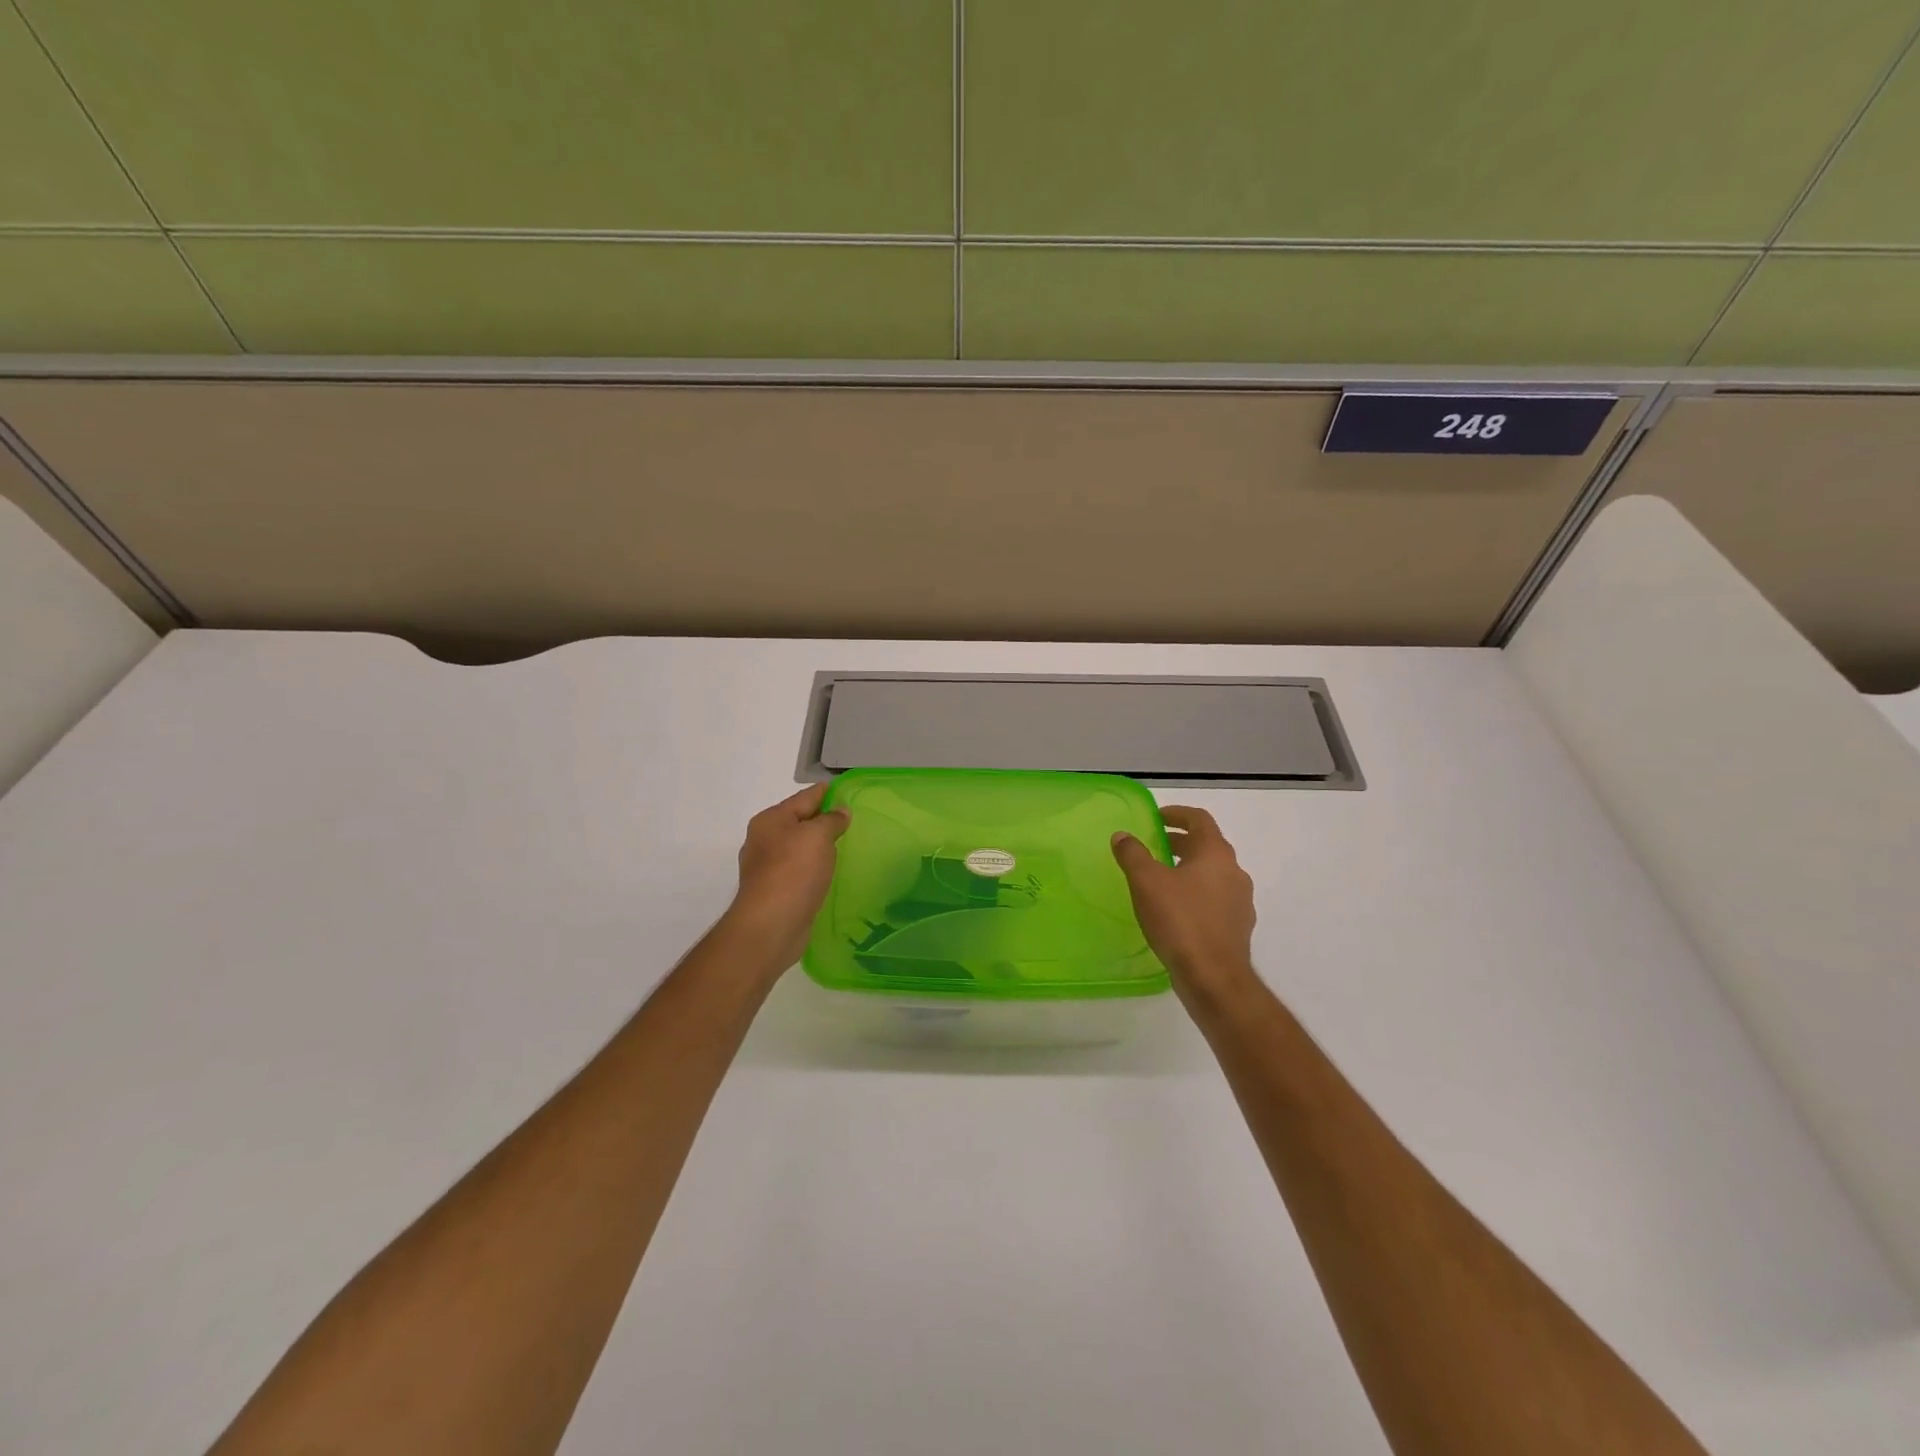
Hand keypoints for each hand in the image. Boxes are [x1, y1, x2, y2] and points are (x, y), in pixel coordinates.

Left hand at [724, 783, 850, 967]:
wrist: (771, 925)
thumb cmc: (793, 872)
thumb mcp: (817, 836)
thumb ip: (831, 820)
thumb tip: (840, 812)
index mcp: (770, 820)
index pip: (804, 797)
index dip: (827, 792)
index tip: (847, 791)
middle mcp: (764, 840)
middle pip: (799, 821)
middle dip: (823, 819)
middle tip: (852, 819)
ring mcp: (767, 868)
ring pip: (799, 847)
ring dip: (818, 846)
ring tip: (844, 845)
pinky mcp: (775, 891)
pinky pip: (800, 870)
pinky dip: (814, 868)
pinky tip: (829, 872)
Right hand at [1112, 806, 1257, 1002]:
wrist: (1214, 978)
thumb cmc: (1180, 920)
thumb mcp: (1146, 882)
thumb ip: (1133, 854)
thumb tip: (1123, 836)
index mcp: (1216, 853)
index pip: (1200, 820)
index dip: (1177, 814)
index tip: (1156, 818)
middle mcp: (1234, 872)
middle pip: (1207, 846)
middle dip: (1180, 843)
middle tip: (1154, 848)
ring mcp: (1240, 901)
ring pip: (1212, 875)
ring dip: (1189, 870)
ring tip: (1161, 881)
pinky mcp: (1237, 928)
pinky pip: (1215, 900)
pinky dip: (1196, 896)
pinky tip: (1176, 912)